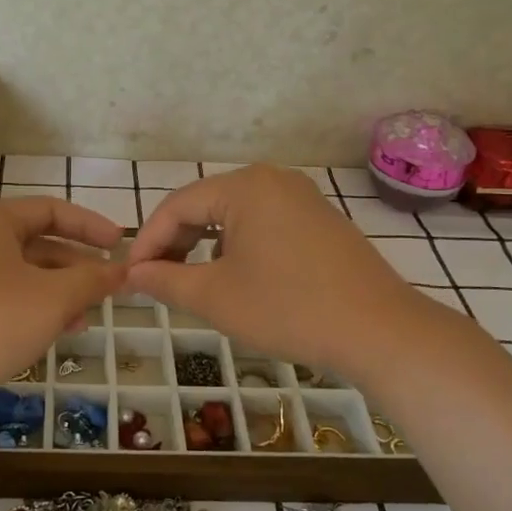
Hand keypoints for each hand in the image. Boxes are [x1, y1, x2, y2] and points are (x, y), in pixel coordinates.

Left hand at [0, 197, 125, 410]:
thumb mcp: (52, 298)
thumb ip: (91, 280)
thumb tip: (120, 270)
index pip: (50, 209)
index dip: (90, 225)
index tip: (120, 244)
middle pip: (35, 241)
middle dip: (75, 265)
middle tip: (108, 287)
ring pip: (20, 273)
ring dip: (58, 291)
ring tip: (87, 317)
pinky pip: (3, 297)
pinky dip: (32, 308)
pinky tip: (55, 333)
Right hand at [124, 165, 441, 383]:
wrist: (380, 331)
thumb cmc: (288, 308)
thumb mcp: (215, 297)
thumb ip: (165, 280)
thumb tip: (133, 275)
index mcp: (244, 187)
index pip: (177, 206)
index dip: (148, 242)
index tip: (130, 276)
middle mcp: (273, 179)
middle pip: (206, 204)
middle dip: (176, 242)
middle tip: (156, 280)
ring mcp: (302, 198)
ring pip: (235, 215)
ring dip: (206, 245)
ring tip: (192, 281)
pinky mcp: (321, 220)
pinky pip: (264, 224)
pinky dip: (239, 246)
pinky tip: (238, 278)